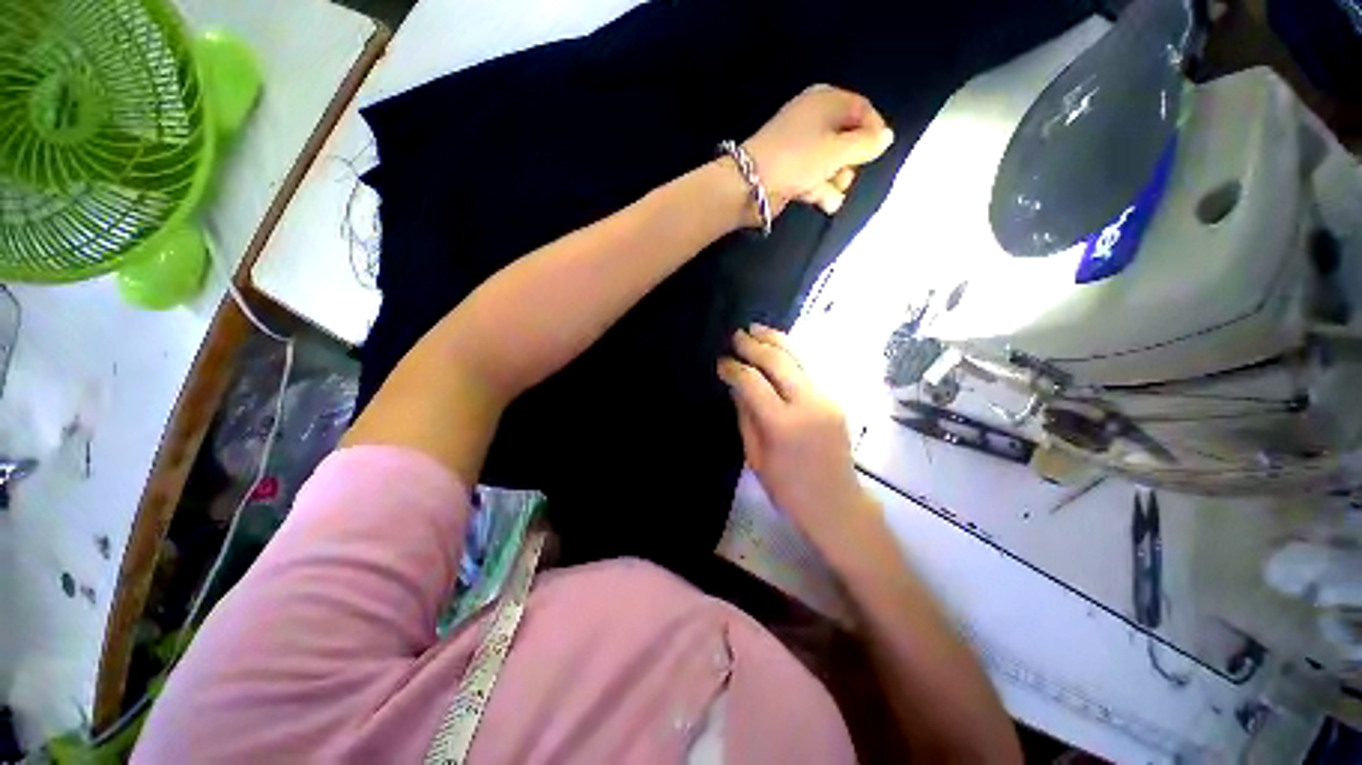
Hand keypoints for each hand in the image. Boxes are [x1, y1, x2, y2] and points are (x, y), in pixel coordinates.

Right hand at [717, 324, 880, 555]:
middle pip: (779, 361)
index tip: (721, 363)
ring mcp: (826, 399)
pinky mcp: (836, 400)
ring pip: (800, 358)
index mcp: (783, 425)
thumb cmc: (789, 491)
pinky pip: (812, 369)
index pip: (753, 383)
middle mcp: (807, 404)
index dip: (734, 369)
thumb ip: (746, 419)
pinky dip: (794, 355)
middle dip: (755, 345)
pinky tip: (780, 349)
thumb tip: (736, 387)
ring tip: (757, 329)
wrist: (835, 502)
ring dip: (778, 341)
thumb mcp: (757, 459)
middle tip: (736, 336)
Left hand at [744, 84, 893, 216]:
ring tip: (825, 185)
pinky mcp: (797, 165)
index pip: (863, 109)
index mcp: (824, 100)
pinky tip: (816, 197)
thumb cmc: (798, 158)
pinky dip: (822, 187)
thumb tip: (887, 135)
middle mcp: (816, 116)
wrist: (749, 185)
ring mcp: (805, 142)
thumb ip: (868, 143)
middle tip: (845, 169)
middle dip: (853, 161)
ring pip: (840, 161)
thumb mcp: (839, 149)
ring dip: (838, 179)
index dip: (873, 131)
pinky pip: (822, 175)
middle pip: (854, 138)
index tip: (875, 150)